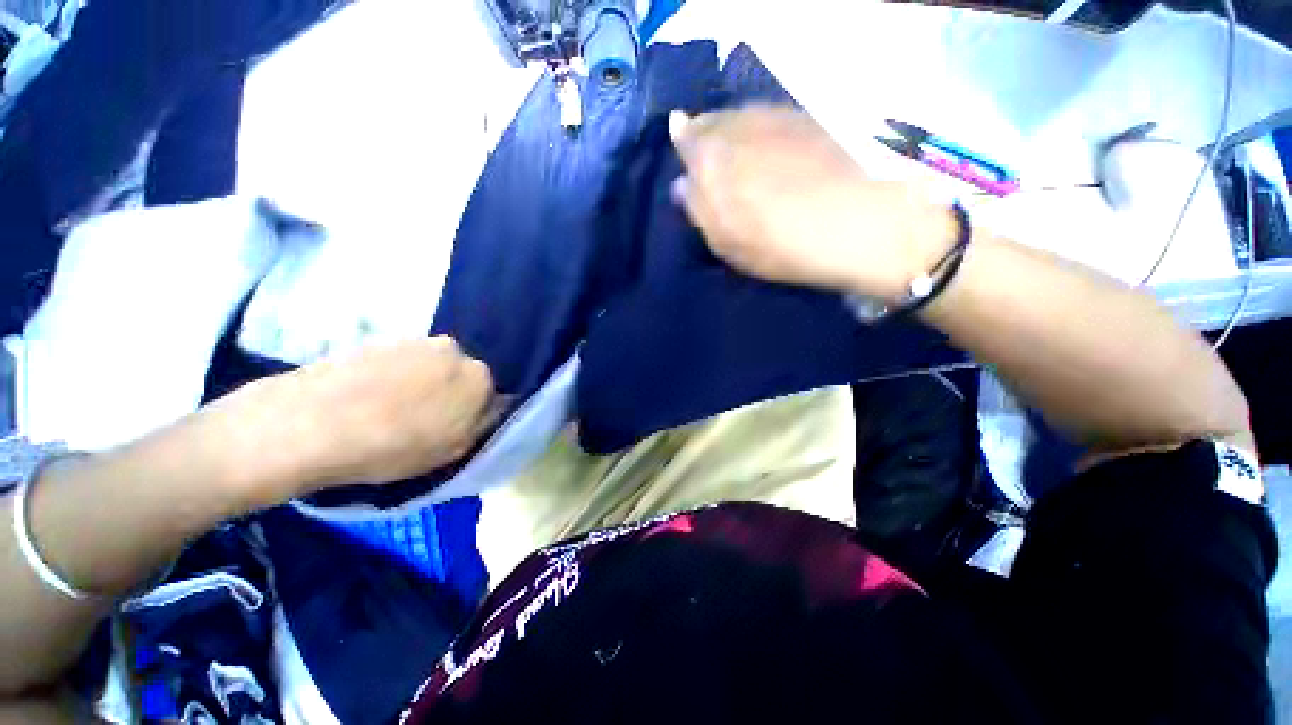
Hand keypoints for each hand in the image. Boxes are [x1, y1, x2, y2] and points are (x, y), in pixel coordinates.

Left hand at [234, 337, 496, 500]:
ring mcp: (413, 340)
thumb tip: (489, 409)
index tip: (451, 429)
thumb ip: (480, 425)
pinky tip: (365, 399)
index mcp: (479, 376)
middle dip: (448, 392)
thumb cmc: (393, 446)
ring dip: (418, 383)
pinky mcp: (376, 339)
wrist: (310, 425)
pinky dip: (390, 376)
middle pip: (459, 374)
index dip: (472, 412)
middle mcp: (453, 350)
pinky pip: (397, 361)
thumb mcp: (452, 451)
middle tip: (420, 420)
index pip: (490, 393)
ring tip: (386, 411)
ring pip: (428, 365)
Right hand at [669, 105, 955, 300]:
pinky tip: (768, 149)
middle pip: (712, 121)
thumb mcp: (726, 242)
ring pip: (741, 116)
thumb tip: (683, 183)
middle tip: (709, 157)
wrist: (853, 223)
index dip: (682, 142)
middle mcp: (740, 127)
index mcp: (713, 159)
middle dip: (705, 135)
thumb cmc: (778, 244)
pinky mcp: (807, 120)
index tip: (683, 149)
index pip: (685, 137)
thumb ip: (698, 209)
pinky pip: (770, 117)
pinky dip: (760, 129)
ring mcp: (776, 118)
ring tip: (737, 155)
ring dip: (732, 130)